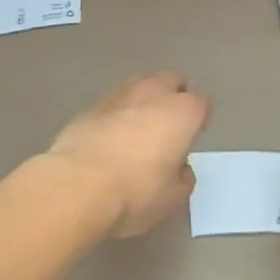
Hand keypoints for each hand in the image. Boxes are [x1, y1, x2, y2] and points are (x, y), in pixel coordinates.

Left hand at [45, 72, 209, 236]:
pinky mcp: (90, 106)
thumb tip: (179, 169)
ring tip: (138, 126)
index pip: (202, 103)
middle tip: (169, 124)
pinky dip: (116, 114)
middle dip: (174, 96)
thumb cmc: (135, 191)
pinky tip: (108, 138)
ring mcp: (120, 95)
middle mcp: (155, 93)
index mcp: (183, 112)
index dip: (200, 118)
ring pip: (140, 84)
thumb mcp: (171, 198)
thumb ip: (182, 178)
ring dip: (144, 99)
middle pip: (172, 81)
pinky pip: (112, 103)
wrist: (76, 186)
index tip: (195, 135)